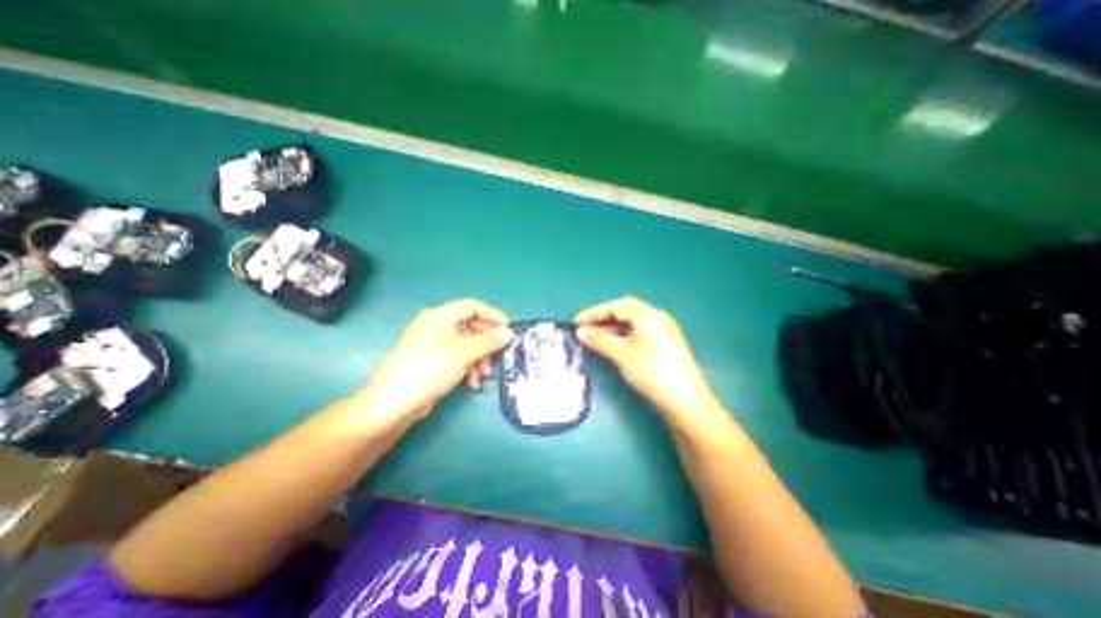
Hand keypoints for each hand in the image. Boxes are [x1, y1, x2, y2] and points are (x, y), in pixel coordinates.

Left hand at [354, 299, 512, 430]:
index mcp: (440, 316)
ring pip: (466, 344)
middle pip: (470, 326)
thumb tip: (509, 332)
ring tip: (484, 375)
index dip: (492, 315)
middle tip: (498, 355)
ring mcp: (433, 344)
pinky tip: (472, 383)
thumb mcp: (463, 353)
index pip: (472, 306)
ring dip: (479, 358)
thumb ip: (488, 341)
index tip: (508, 329)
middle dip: (486, 342)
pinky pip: (457, 357)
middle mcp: (436, 326)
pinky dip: (468, 367)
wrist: (393, 404)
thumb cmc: (429, 370)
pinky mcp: (433, 361)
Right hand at [578, 296, 723, 421]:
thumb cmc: (652, 372)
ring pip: (631, 323)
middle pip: (624, 311)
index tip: (575, 323)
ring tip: (594, 337)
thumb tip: (580, 332)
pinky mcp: (664, 345)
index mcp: (648, 315)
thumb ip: (599, 339)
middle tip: (584, 328)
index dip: (594, 313)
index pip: (616, 306)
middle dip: (602, 318)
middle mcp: (657, 318)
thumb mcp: (622, 354)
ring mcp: (662, 331)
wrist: (685, 401)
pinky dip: (622, 335)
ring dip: (611, 327)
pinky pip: (638, 333)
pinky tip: (612, 345)